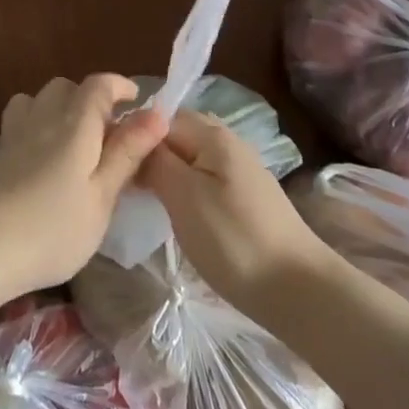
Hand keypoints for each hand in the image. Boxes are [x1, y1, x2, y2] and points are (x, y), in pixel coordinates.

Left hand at [0, 75, 167, 302]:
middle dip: (89, 99)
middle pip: (65, 87)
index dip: (119, 86)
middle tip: (108, 134)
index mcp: (75, 125)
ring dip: (58, 109)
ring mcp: (13, 135)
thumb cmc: (50, 229)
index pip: (98, 85)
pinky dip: (36, 126)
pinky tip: (41, 161)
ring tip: (73, 143)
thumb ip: (126, 154)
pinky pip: (19, 122)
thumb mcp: (101, 198)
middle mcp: (42, 118)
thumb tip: (157, 114)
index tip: (136, 102)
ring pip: (37, 100)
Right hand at [139, 109, 334, 319]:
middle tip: (122, 179)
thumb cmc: (234, 240)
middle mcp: (227, 143)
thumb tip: (135, 141)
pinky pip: (201, 177)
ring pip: (188, 157)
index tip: (110, 163)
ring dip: (164, 170)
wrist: (299, 291)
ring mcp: (238, 170)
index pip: (158, 117)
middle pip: (175, 133)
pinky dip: (182, 187)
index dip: (132, 135)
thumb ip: (155, 160)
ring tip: (140, 195)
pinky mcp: (243, 197)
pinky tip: (171, 209)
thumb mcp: (184, 196)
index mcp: (212, 135)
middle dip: (148, 151)